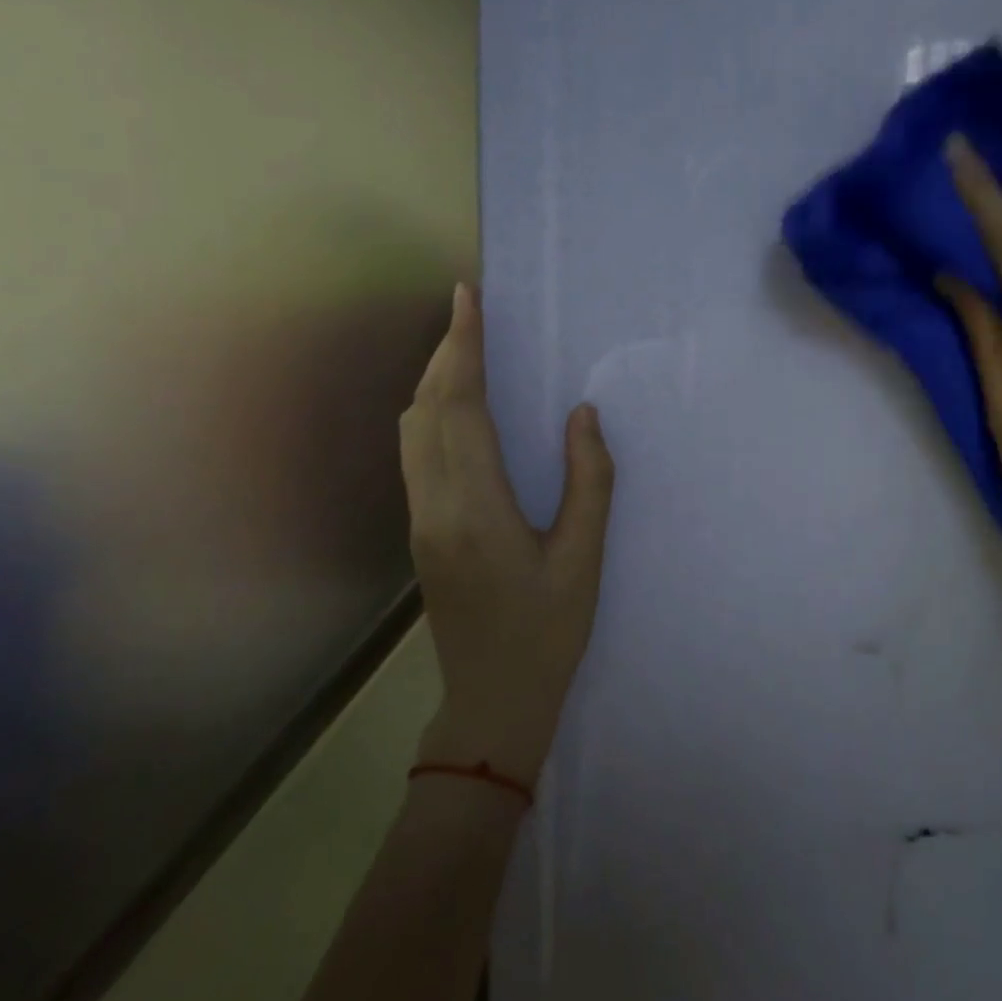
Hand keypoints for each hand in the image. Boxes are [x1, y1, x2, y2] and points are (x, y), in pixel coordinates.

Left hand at [400, 284, 614, 786]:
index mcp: (476, 509)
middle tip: (470, 308)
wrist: (492, 701)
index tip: (468, 299)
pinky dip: (432, 410)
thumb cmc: (548, 633)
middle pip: (428, 409)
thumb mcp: (583, 559)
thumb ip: (588, 481)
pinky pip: (416, 451)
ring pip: (413, 428)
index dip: (464, 348)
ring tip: (466, 346)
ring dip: (435, 379)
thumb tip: (582, 414)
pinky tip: (457, 405)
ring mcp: (420, 519)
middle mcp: (435, 505)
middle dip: (447, 351)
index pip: (461, 408)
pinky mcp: (420, 530)